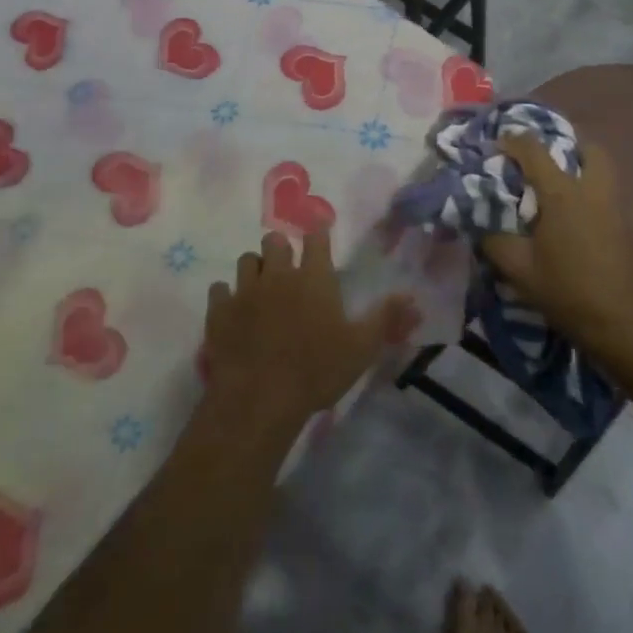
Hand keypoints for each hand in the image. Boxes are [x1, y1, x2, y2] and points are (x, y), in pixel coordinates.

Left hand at [203, 230, 416, 433]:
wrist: (260, 398)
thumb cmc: (316, 371)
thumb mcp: (361, 348)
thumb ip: (386, 318)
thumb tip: (413, 297)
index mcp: (313, 278)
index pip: (316, 239)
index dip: (318, 234)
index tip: (318, 235)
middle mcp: (277, 274)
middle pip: (274, 241)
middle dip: (281, 248)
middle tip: (287, 268)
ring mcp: (245, 290)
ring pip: (246, 260)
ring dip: (255, 268)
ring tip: (261, 286)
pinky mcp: (219, 310)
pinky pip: (219, 289)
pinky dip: (226, 295)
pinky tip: (233, 309)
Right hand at [480, 136, 632, 387]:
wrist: (630, 332)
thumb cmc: (568, 295)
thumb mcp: (518, 271)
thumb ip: (495, 241)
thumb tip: (483, 226)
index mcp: (564, 195)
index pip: (535, 150)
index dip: (515, 140)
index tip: (501, 142)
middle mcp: (597, 193)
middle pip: (591, 150)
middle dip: (570, 148)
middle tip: (551, 164)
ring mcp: (626, 212)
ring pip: (610, 178)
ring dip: (589, 178)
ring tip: (569, 202)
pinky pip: (620, 209)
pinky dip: (603, 211)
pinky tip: (592, 239)